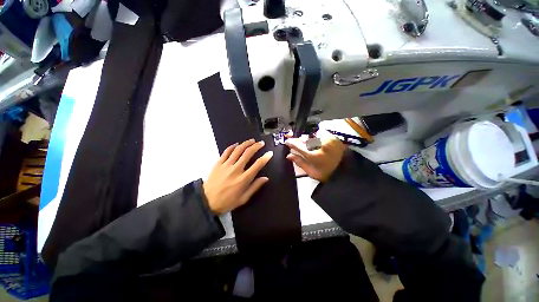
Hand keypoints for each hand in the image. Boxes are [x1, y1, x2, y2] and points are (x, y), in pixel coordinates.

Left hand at [203, 139, 273, 213]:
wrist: (207, 201)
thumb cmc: (227, 201)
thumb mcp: (243, 198)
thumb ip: (255, 187)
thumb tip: (265, 178)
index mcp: (243, 179)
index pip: (257, 165)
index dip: (265, 157)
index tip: (270, 153)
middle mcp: (236, 169)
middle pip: (248, 153)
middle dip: (256, 146)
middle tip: (261, 143)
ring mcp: (226, 165)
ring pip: (238, 150)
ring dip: (246, 143)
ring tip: (252, 140)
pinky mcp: (218, 163)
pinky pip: (226, 152)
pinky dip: (232, 146)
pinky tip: (237, 144)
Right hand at [285, 130, 345, 181]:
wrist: (346, 171)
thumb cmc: (327, 174)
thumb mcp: (311, 172)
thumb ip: (299, 162)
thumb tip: (289, 155)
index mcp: (314, 156)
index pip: (298, 145)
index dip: (291, 143)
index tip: (287, 141)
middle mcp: (321, 145)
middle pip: (305, 139)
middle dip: (298, 140)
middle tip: (293, 140)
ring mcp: (328, 140)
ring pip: (312, 135)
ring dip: (307, 138)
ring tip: (305, 142)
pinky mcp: (333, 137)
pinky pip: (320, 134)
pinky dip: (315, 137)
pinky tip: (315, 141)